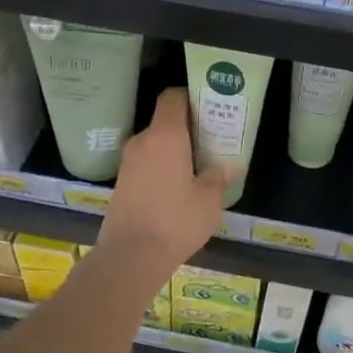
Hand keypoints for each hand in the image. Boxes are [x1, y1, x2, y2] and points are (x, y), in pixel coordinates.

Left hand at [97, 88, 229, 273]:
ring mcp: (128, 162)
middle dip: (187, 126)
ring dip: (174, 148)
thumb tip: (231, 166)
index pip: (172, 97)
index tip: (209, 107)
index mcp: (165, 136)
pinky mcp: (122, 181)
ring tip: (198, 164)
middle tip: (212, 138)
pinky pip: (146, 161)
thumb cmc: (175, 221)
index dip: (190, 96)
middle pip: (165, 120)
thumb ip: (219, 177)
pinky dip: (161, 164)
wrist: (130, 256)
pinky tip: (178, 185)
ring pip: (155, 143)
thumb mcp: (208, 201)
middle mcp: (143, 141)